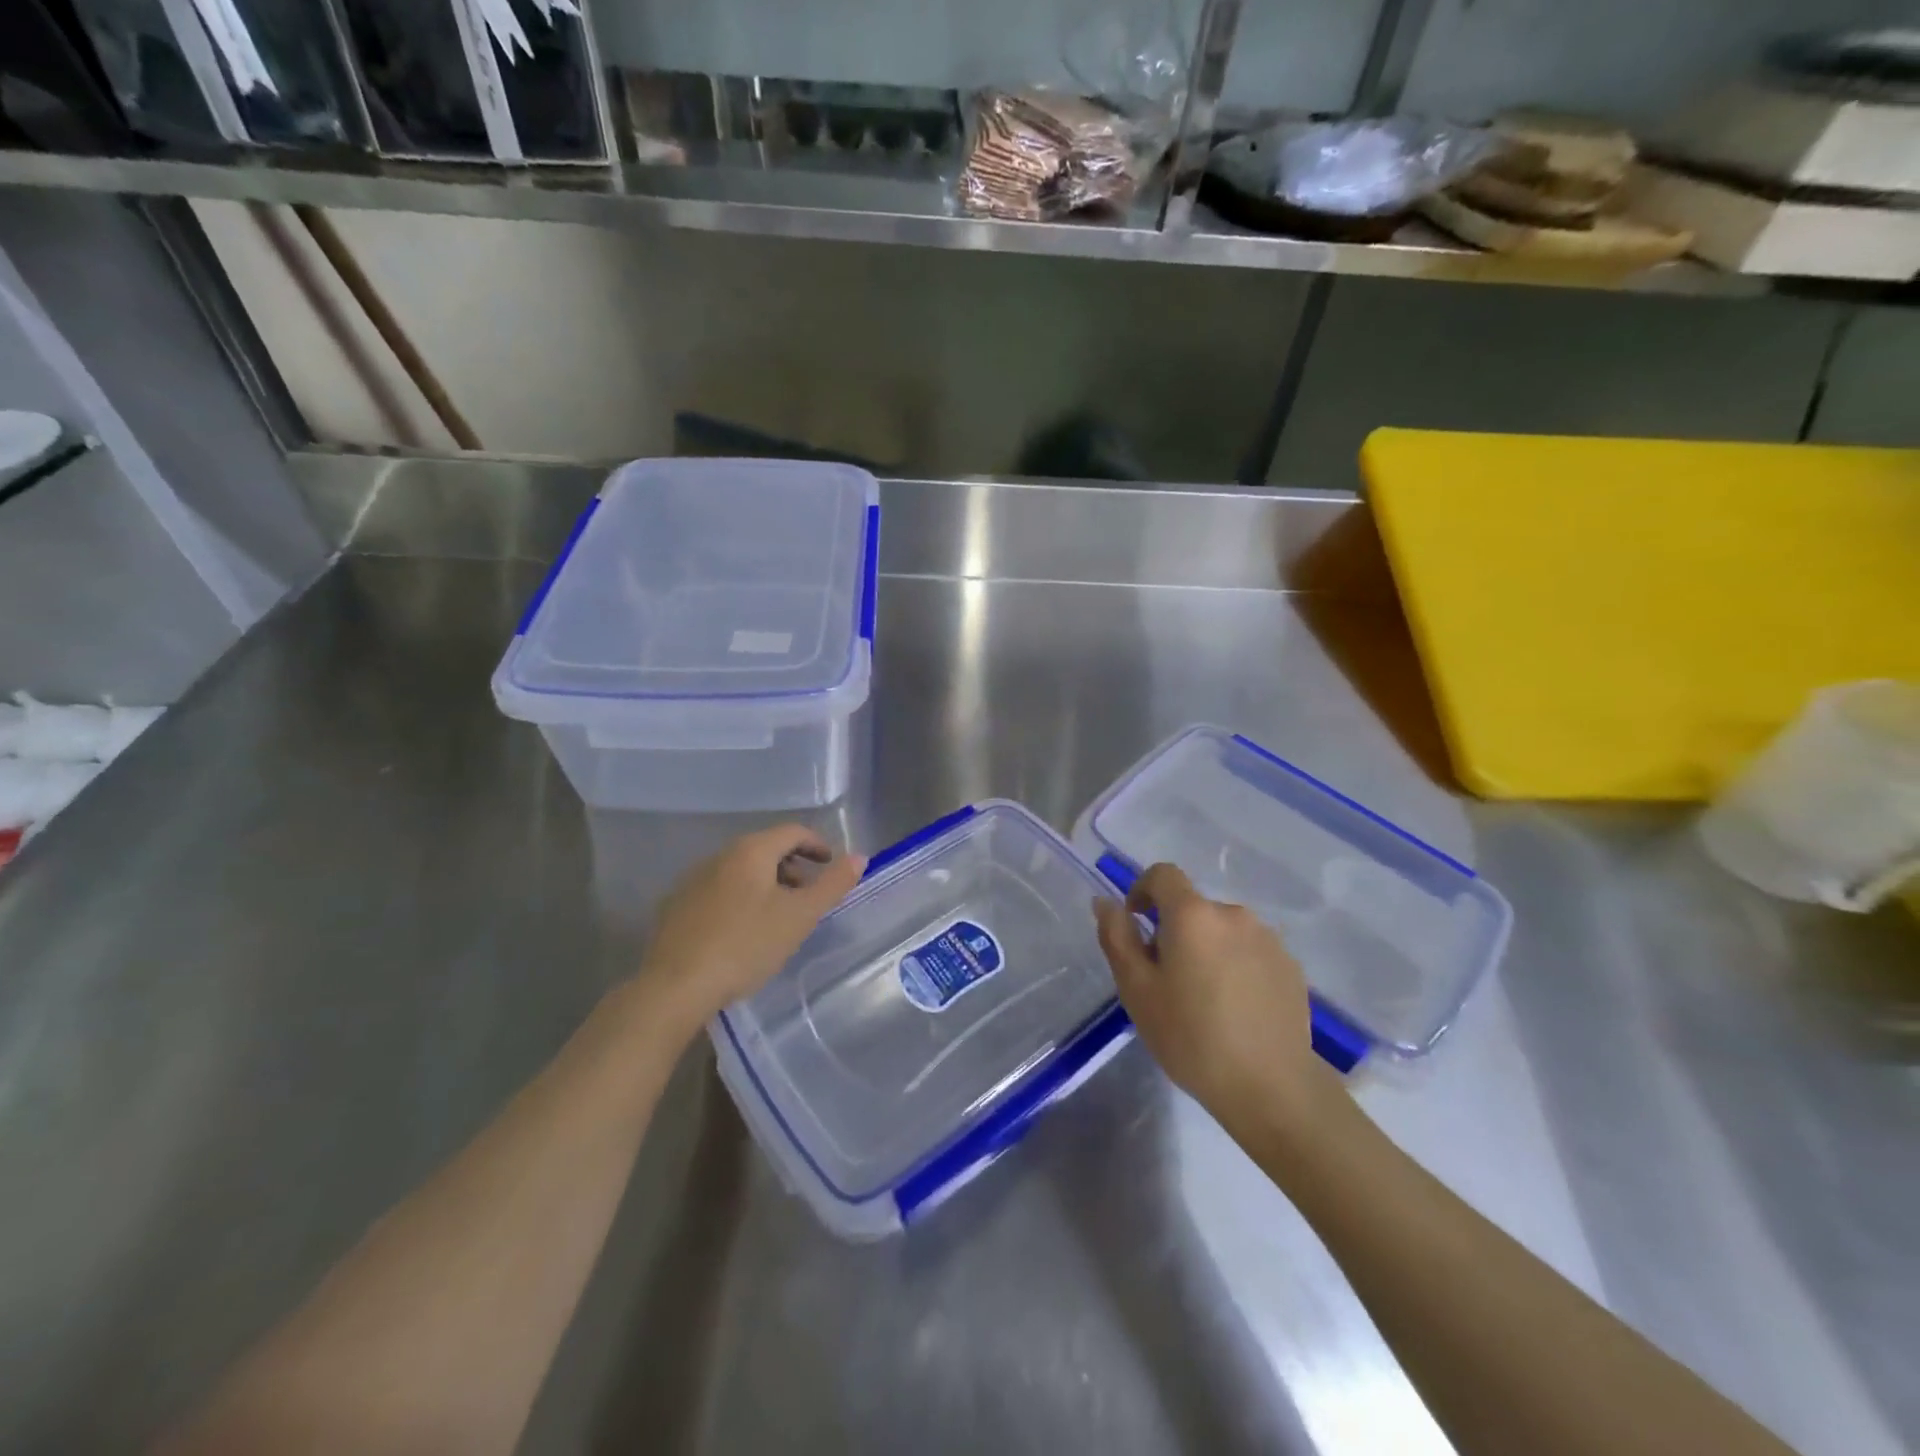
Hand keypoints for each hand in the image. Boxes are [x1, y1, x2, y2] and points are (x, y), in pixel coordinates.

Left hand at [638, 825, 865, 1036]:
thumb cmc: (746, 945)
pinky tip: (743, 931)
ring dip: (766, 884)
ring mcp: (693, 880)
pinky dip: (740, 899)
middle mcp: (719, 856)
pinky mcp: (676, 907)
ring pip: (740, 871)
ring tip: (779, 917)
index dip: (818, 845)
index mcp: (750, 851)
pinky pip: (719, 891)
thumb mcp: (800, 916)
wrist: (675, 987)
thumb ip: (832, 884)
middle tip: (809, 895)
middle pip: (765, 849)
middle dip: (792, 867)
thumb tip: (859, 857)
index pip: (792, 832)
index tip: (831, 866)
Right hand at [1094, 864, 1331, 1132]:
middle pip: (1193, 908)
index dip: (1142, 890)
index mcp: (1193, 915)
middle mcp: (1233, 914)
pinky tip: (1234, 1010)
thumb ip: (1117, 937)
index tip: (1136, 924)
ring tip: (1203, 999)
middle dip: (1174, 931)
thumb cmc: (1191, 1037)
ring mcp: (1268, 940)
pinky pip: (1250, 953)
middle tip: (1165, 979)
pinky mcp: (1291, 967)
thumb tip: (1105, 902)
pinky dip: (1235, 967)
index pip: (1163, 874)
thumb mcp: (1136, 990)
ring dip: (1206, 949)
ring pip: (1222, 932)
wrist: (1271, 1088)